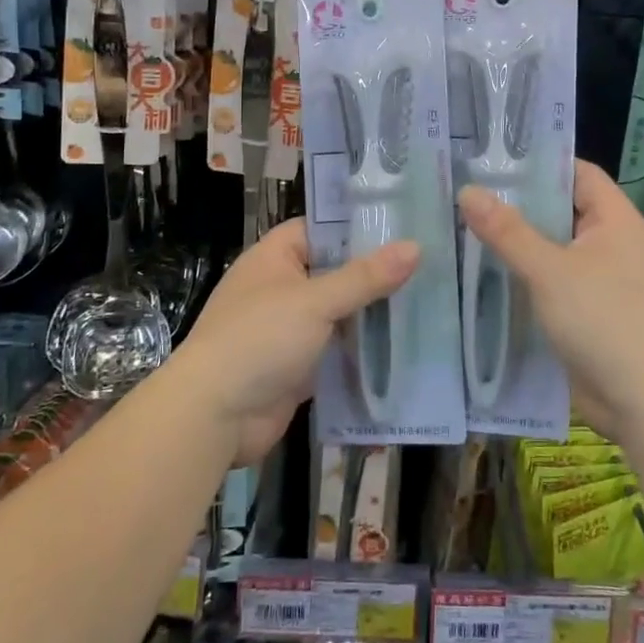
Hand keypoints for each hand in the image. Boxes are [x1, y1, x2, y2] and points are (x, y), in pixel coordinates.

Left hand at [172, 220, 418, 463]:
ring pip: (338, 313)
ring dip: (372, 314)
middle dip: (375, 274)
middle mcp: (281, 288)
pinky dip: (361, 350)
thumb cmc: (260, 339)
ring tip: (428, 302)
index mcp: (275, 258)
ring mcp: (288, 329)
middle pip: (335, 272)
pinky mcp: (298, 367)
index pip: (321, 229)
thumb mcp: (315, 301)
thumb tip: (415, 247)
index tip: (404, 226)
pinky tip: (403, 346)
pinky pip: (336, 350)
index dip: (358, 227)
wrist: (214, 416)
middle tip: (429, 265)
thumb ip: (365, 277)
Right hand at [459, 160, 643, 439]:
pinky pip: (550, 281)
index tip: (491, 159)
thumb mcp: (550, 271)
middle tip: (465, 193)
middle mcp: (610, 242)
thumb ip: (507, 231)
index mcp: (614, 220)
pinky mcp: (587, 311)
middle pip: (560, 209)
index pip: (576, 173)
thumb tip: (468, 191)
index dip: (538, 163)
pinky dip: (522, 275)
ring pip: (551, 248)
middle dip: (516, 204)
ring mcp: (599, 278)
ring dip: (515, 243)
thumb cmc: (603, 321)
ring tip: (463, 228)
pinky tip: (482, 274)